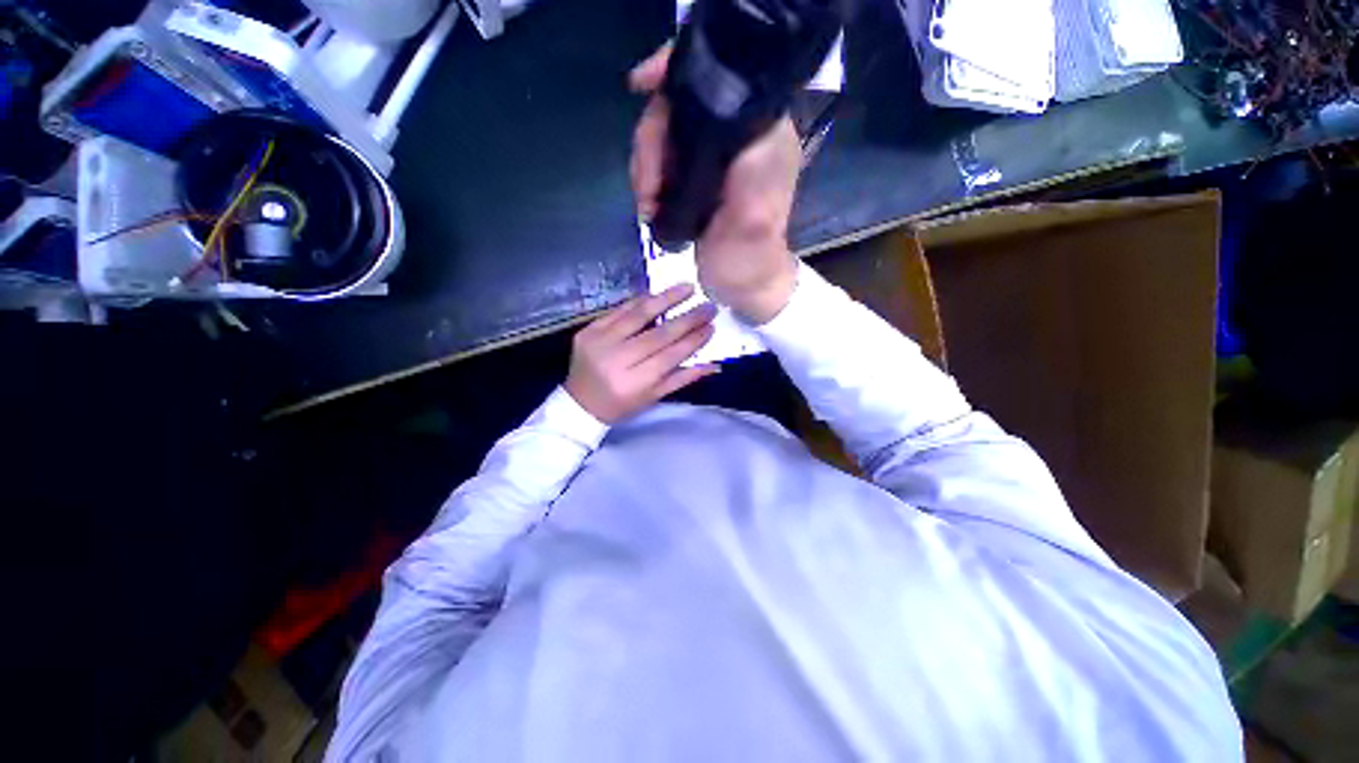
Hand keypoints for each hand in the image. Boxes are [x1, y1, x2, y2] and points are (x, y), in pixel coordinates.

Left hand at [565, 284, 719, 422]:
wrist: (579, 403)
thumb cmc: (621, 404)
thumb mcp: (653, 397)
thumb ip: (683, 378)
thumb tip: (715, 365)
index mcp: (634, 383)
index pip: (671, 356)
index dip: (693, 341)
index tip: (711, 326)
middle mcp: (617, 361)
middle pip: (658, 335)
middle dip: (687, 319)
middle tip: (708, 306)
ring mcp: (600, 342)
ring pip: (638, 315)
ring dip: (666, 299)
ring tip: (688, 288)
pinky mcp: (589, 330)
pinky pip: (619, 310)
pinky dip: (640, 301)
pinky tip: (659, 293)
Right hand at [629, 46, 802, 324]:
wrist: (741, 286)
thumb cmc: (751, 260)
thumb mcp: (754, 220)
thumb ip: (747, 173)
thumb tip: (724, 126)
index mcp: (762, 134)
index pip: (720, 76)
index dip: (676, 72)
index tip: (641, 86)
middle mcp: (738, 135)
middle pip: (680, 105)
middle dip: (652, 141)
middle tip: (646, 187)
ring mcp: (713, 156)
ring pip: (665, 133)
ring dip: (645, 166)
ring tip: (647, 205)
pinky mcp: (695, 176)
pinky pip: (660, 159)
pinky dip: (646, 179)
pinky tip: (648, 206)